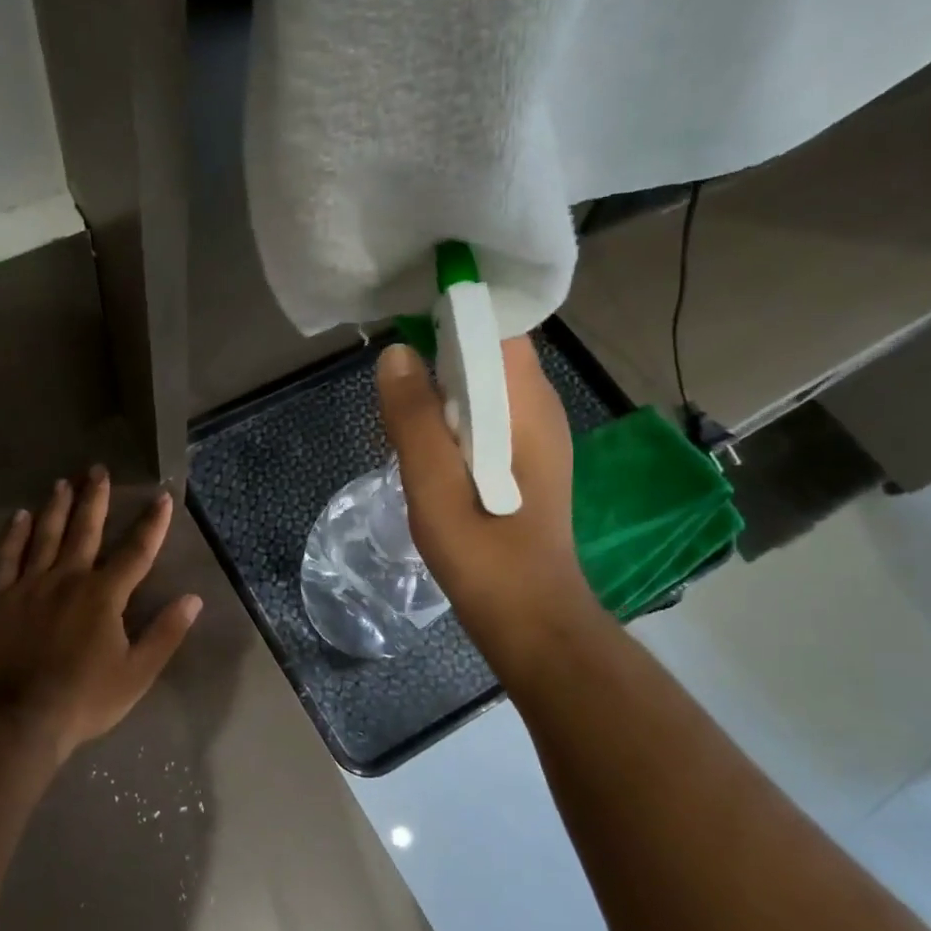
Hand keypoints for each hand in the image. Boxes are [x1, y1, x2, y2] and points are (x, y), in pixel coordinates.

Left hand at [0, 467, 202, 763]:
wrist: (15, 720)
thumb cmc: (83, 700)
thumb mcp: (137, 673)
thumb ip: (165, 634)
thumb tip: (193, 599)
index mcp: (104, 595)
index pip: (136, 552)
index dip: (152, 524)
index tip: (162, 497)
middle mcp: (67, 578)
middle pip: (85, 530)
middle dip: (95, 498)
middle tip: (97, 469)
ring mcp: (27, 586)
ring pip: (44, 536)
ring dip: (55, 507)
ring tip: (62, 482)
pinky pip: (3, 558)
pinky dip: (11, 536)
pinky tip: (18, 517)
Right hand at [375, 336, 593, 667]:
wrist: (532, 622)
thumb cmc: (485, 557)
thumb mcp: (436, 488)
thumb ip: (414, 421)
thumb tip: (395, 354)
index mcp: (526, 406)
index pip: (499, 326)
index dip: (456, 308)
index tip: (408, 309)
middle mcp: (539, 409)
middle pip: (489, 351)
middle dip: (439, 349)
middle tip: (391, 372)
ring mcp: (535, 436)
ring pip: (484, 384)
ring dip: (442, 387)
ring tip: (398, 410)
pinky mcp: (525, 461)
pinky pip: (485, 415)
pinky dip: (452, 416)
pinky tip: (423, 446)